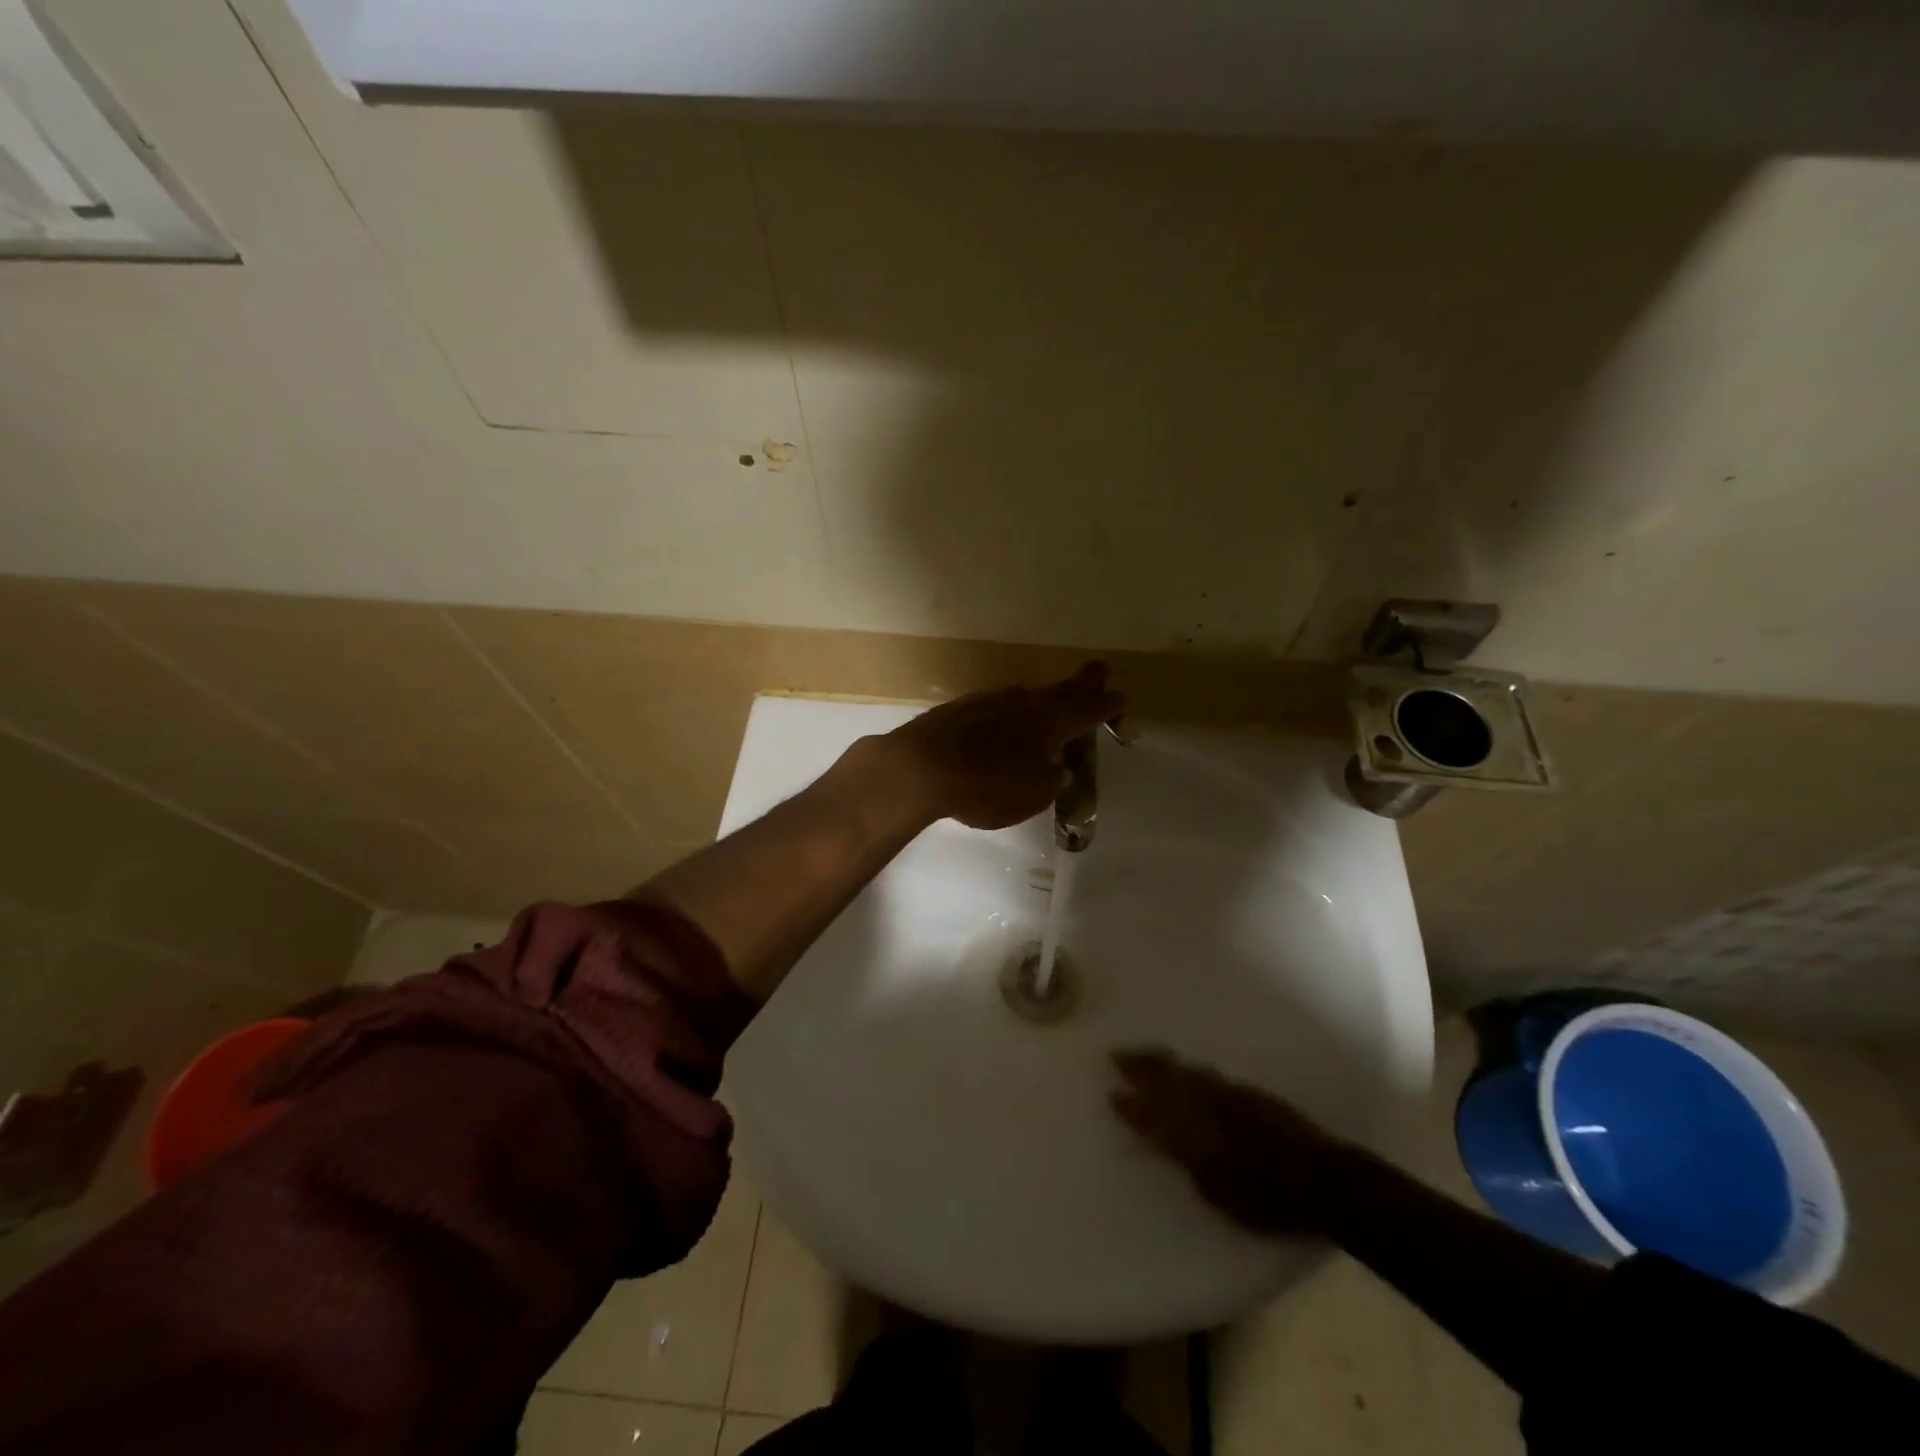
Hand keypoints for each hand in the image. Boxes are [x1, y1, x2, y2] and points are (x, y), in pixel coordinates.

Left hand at [879, 664, 1125, 830]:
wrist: (920, 768)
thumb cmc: (985, 786)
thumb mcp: (1032, 796)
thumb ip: (1051, 780)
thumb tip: (1056, 769)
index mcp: (1050, 723)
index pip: (1089, 709)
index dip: (1108, 705)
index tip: (1122, 699)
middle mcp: (1024, 703)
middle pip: (1061, 689)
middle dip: (1083, 683)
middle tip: (1099, 671)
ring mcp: (990, 701)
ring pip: (1028, 696)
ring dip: (1044, 699)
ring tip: (1052, 704)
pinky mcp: (962, 708)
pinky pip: (998, 706)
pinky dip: (1011, 712)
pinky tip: (1005, 722)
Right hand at [1111, 1048, 1356, 1235]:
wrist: (1319, 1177)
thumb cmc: (1264, 1200)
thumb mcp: (1216, 1195)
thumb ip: (1188, 1165)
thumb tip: (1168, 1147)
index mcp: (1188, 1135)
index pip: (1148, 1115)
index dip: (1129, 1106)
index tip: (1111, 1093)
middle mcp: (1200, 1106)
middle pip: (1161, 1078)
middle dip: (1138, 1066)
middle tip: (1117, 1054)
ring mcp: (1224, 1093)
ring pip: (1182, 1070)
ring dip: (1159, 1061)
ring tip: (1143, 1053)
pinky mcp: (1245, 1090)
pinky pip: (1204, 1073)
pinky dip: (1187, 1068)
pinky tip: (1185, 1069)